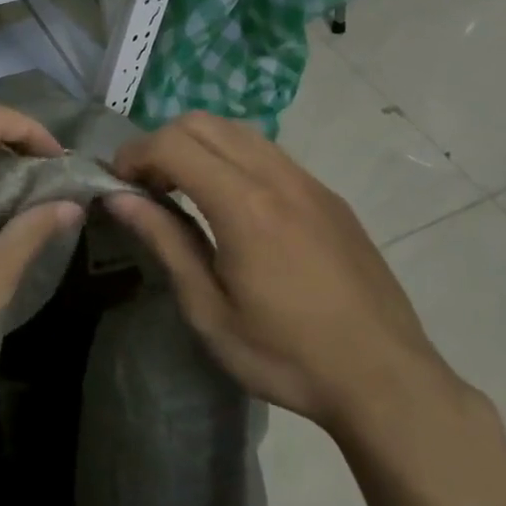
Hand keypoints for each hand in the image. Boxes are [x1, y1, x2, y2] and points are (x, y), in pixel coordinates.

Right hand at [106, 112, 454, 432]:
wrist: (389, 382)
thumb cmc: (288, 356)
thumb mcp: (210, 311)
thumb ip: (164, 242)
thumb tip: (119, 198)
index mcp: (244, 205)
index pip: (173, 144)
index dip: (134, 154)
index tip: (117, 183)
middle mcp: (277, 177)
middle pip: (202, 123)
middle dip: (161, 142)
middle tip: (146, 186)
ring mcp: (309, 182)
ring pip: (238, 130)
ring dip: (198, 145)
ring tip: (184, 190)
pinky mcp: (329, 196)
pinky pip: (268, 152)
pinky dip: (232, 157)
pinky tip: (232, 204)